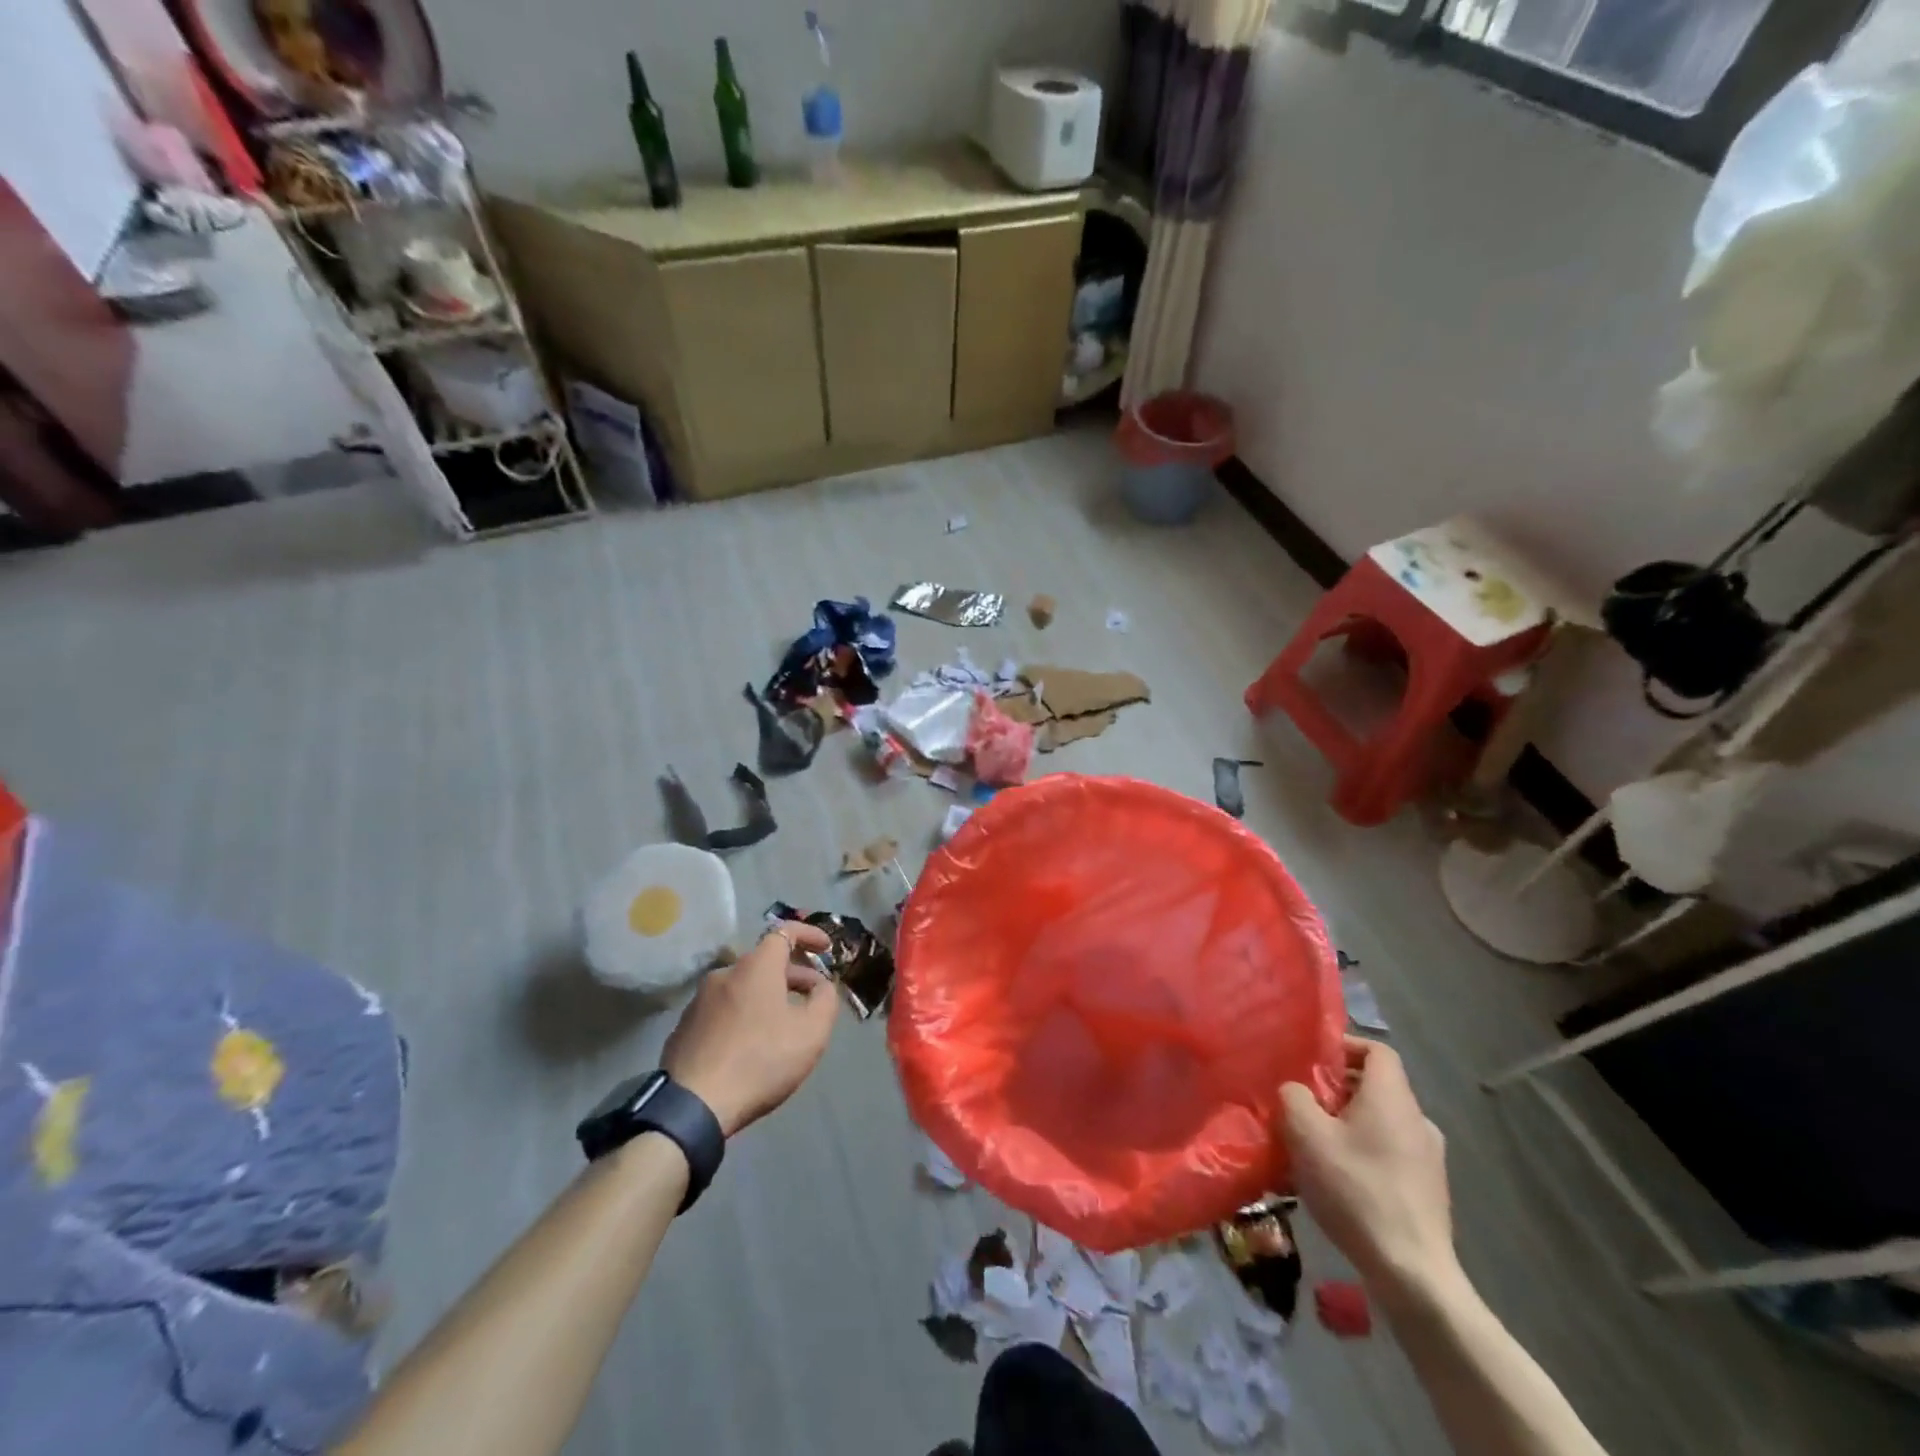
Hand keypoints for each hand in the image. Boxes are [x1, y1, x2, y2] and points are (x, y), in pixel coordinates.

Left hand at [662, 922, 838, 1136]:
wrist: (692, 1106)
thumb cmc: (760, 1061)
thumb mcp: (811, 1032)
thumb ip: (825, 1000)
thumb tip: (821, 986)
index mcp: (755, 967)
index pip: (784, 931)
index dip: (809, 934)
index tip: (826, 948)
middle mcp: (724, 974)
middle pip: (765, 962)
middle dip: (794, 974)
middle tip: (814, 996)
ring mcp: (699, 1000)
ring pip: (743, 987)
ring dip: (768, 996)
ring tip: (785, 1024)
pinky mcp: (685, 1026)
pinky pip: (724, 1009)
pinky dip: (744, 1014)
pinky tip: (752, 1044)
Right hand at [1279, 1038, 1457, 1296]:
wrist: (1412, 1274)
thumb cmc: (1356, 1190)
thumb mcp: (1305, 1134)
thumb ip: (1294, 1096)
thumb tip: (1296, 1090)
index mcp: (1393, 1097)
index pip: (1376, 1050)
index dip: (1345, 1047)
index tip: (1313, 1062)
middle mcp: (1418, 1120)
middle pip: (1377, 1086)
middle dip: (1338, 1089)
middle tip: (1304, 1104)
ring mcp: (1429, 1158)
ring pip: (1382, 1122)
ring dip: (1349, 1123)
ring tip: (1315, 1144)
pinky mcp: (1429, 1191)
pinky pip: (1391, 1153)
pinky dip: (1365, 1152)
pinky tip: (1339, 1180)